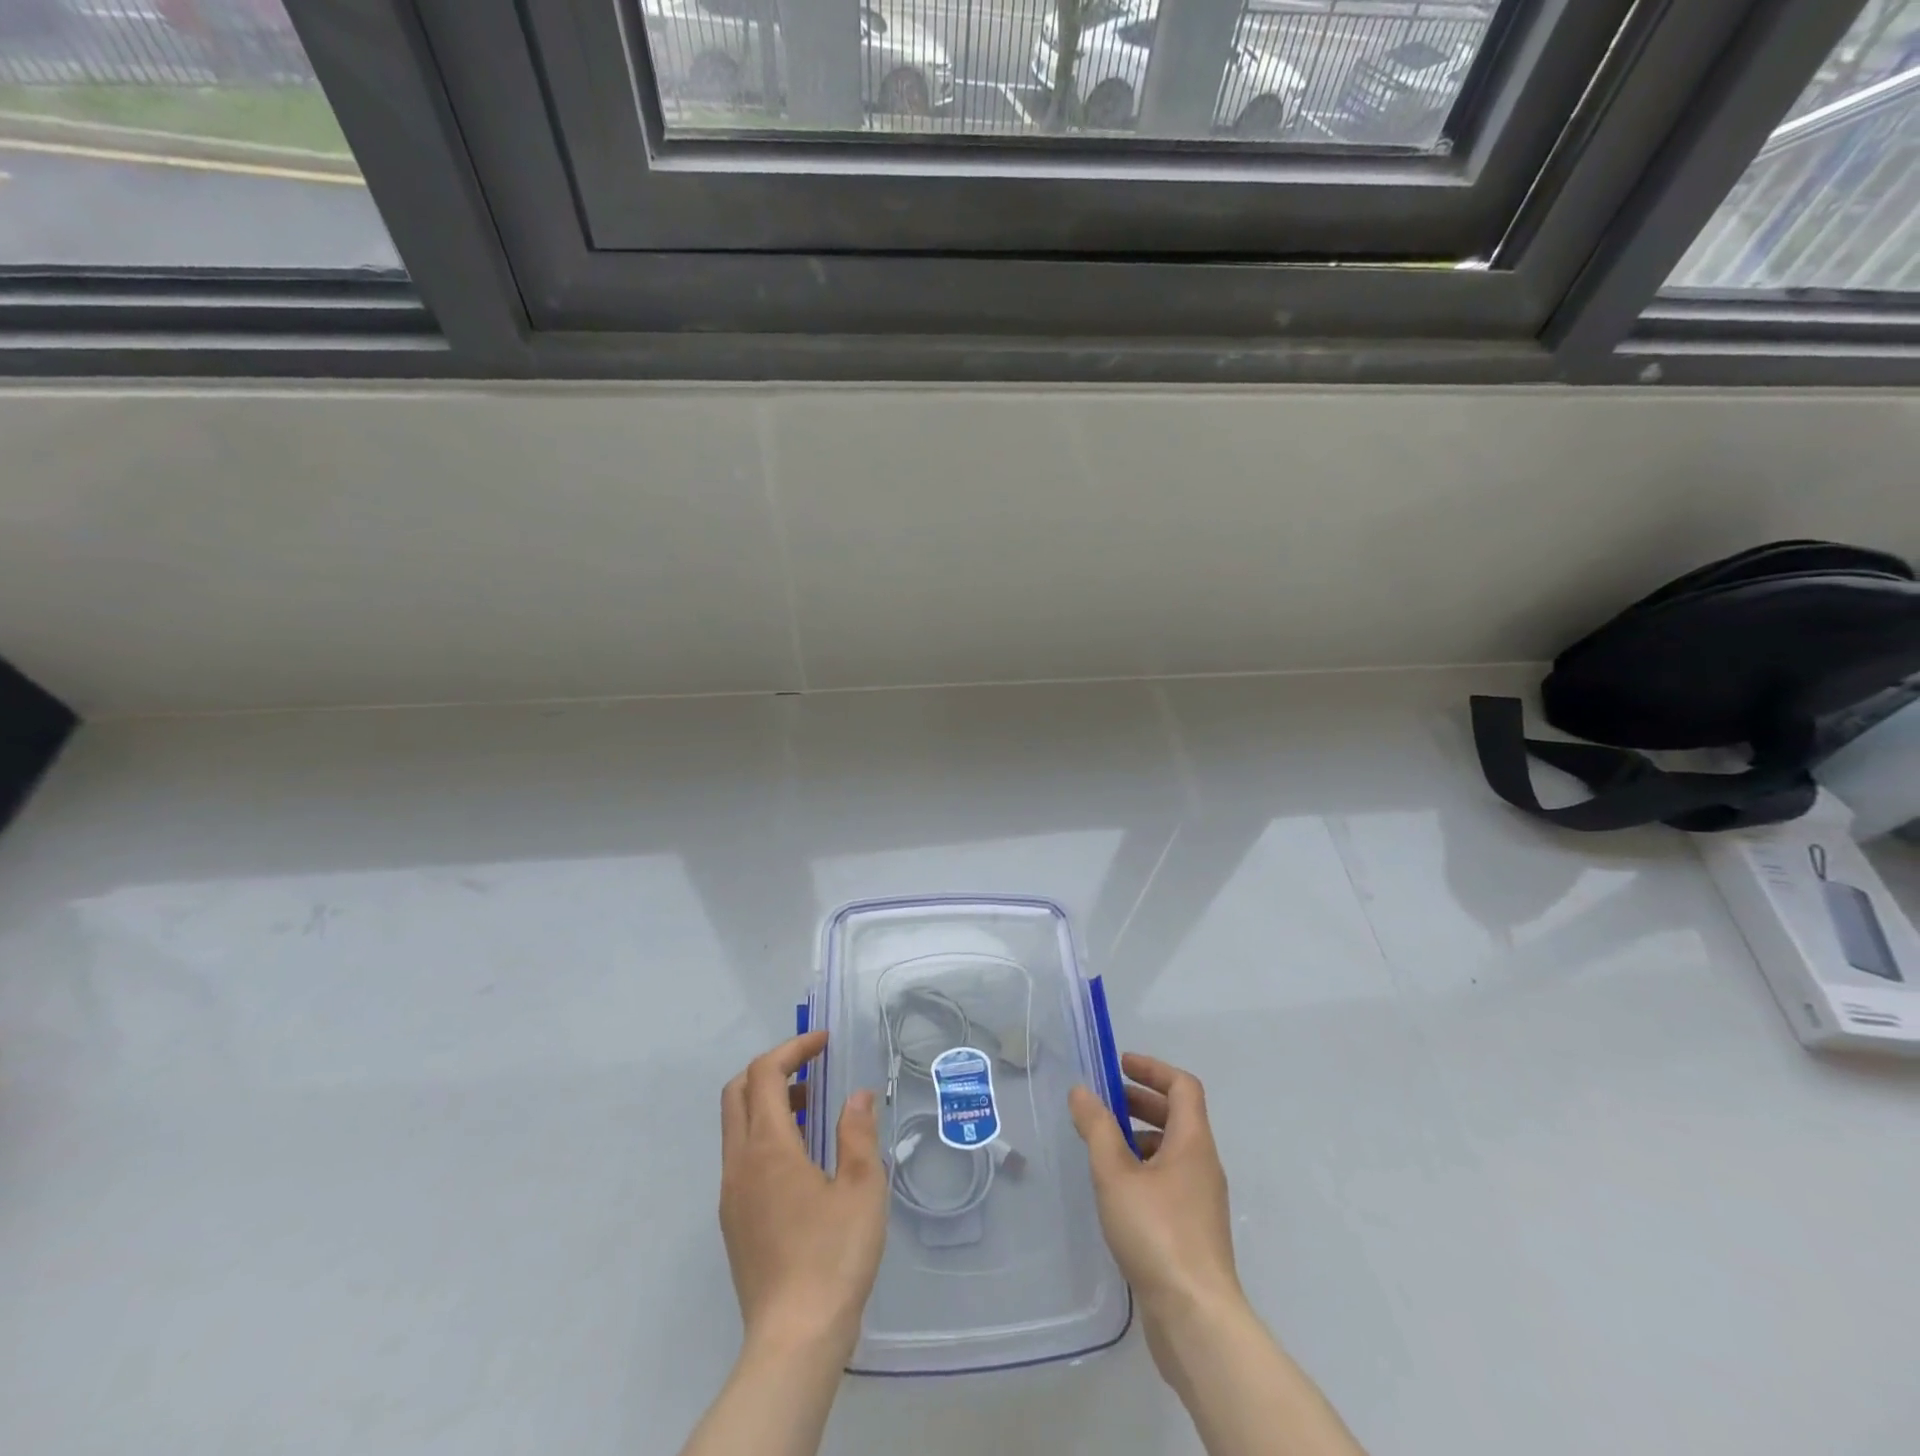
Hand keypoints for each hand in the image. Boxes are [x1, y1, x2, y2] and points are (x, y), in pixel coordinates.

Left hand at [720, 1031, 887, 1364]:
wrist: (794, 1341)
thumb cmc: (833, 1256)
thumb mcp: (862, 1188)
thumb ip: (857, 1132)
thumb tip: (856, 1096)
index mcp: (768, 1147)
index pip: (764, 1073)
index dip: (793, 1048)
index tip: (824, 1043)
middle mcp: (739, 1163)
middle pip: (737, 1092)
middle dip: (771, 1067)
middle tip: (812, 1067)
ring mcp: (730, 1194)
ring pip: (736, 1125)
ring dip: (767, 1102)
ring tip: (813, 1109)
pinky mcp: (732, 1221)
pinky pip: (740, 1156)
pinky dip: (764, 1134)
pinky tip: (801, 1159)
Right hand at [1069, 1054, 1246, 1366]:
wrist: (1196, 1319)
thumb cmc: (1157, 1233)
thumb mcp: (1115, 1175)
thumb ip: (1097, 1128)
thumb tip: (1082, 1091)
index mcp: (1193, 1143)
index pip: (1182, 1086)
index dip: (1152, 1069)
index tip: (1119, 1065)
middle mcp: (1203, 1165)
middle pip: (1178, 1116)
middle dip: (1141, 1101)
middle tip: (1105, 1102)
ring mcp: (1201, 1200)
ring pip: (1173, 1150)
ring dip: (1141, 1136)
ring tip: (1103, 1145)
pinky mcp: (1194, 1231)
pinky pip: (1170, 1180)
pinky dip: (1144, 1168)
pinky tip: (1116, 1190)